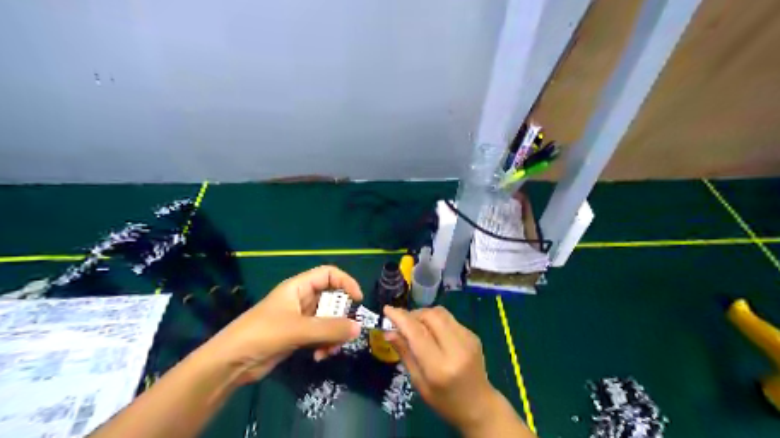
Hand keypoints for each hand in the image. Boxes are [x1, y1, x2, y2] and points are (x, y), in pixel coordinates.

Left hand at [203, 264, 362, 382]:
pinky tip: (320, 357)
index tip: (358, 300)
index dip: (346, 282)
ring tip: (331, 350)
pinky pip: (320, 335)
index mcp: (298, 287)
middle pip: (331, 299)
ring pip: (327, 320)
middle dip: (341, 316)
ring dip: (333, 334)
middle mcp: (301, 299)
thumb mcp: (298, 329)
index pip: (329, 274)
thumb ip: (329, 329)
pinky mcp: (297, 336)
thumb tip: (359, 328)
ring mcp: (299, 318)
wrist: (230, 363)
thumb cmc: (262, 334)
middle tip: (347, 332)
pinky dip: (324, 344)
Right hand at [382, 306, 498, 432]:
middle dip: (413, 314)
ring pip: (441, 313)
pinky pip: (450, 319)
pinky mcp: (473, 335)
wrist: (480, 406)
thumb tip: (388, 332)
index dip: (400, 317)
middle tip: (402, 322)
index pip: (417, 332)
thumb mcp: (419, 383)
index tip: (387, 309)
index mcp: (439, 367)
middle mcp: (456, 348)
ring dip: (424, 314)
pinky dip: (436, 321)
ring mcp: (468, 339)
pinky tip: (433, 333)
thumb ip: (405, 354)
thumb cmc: (445, 401)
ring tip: (416, 325)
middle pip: (431, 316)